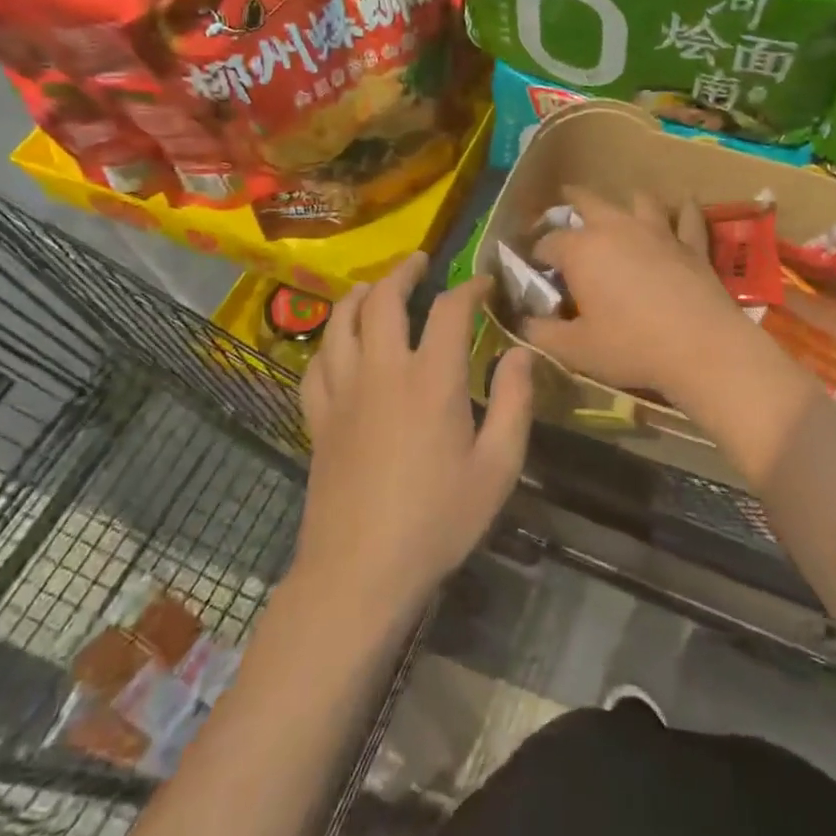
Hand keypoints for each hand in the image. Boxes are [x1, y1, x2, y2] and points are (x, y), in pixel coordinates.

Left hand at [295, 253, 533, 616]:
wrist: (360, 573)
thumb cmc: (438, 521)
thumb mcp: (498, 467)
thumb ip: (514, 403)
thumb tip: (520, 352)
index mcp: (431, 380)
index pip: (449, 310)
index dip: (469, 287)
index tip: (484, 283)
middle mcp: (381, 371)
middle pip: (382, 300)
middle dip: (402, 273)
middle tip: (420, 262)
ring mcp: (342, 393)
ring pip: (340, 322)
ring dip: (359, 295)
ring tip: (375, 287)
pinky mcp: (317, 419)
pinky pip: (315, 363)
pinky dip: (329, 340)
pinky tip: (339, 343)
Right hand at [523, 187, 776, 408]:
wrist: (701, 346)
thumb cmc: (630, 346)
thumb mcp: (574, 350)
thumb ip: (542, 333)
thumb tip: (525, 323)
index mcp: (581, 250)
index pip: (547, 242)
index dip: (536, 254)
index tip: (533, 266)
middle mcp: (616, 228)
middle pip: (588, 201)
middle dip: (572, 201)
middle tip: (565, 202)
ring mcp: (658, 231)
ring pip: (638, 200)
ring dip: (626, 200)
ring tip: (621, 205)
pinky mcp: (691, 243)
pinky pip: (687, 217)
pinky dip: (684, 209)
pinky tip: (685, 203)